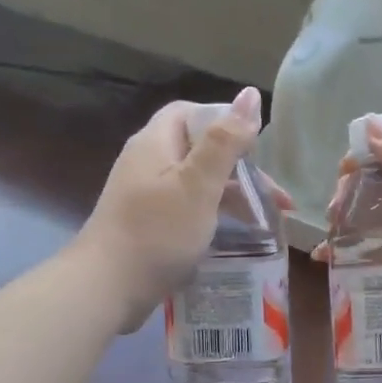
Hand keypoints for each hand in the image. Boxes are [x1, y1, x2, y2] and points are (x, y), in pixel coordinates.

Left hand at [75, 87, 282, 332]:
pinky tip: (233, 239)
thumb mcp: (198, 185)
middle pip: (199, 152)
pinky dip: (213, 220)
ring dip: (231, 199)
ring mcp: (144, 198)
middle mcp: (147, 163)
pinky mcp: (147, 228)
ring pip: (196, 186)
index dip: (226, 123)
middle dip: (240, 170)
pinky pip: (186, 213)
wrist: (106, 289)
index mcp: (156, 142)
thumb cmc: (157, 232)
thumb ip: (226, 141)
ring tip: (266, 223)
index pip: (192, 113)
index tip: (257, 149)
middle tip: (275, 199)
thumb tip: (251, 94)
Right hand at [319, 116, 381, 325]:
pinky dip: (361, 251)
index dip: (363, 151)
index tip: (343, 177)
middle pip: (380, 176)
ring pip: (380, 211)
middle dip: (352, 191)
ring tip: (330, 243)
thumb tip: (368, 130)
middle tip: (334, 216)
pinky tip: (338, 264)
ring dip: (351, 222)